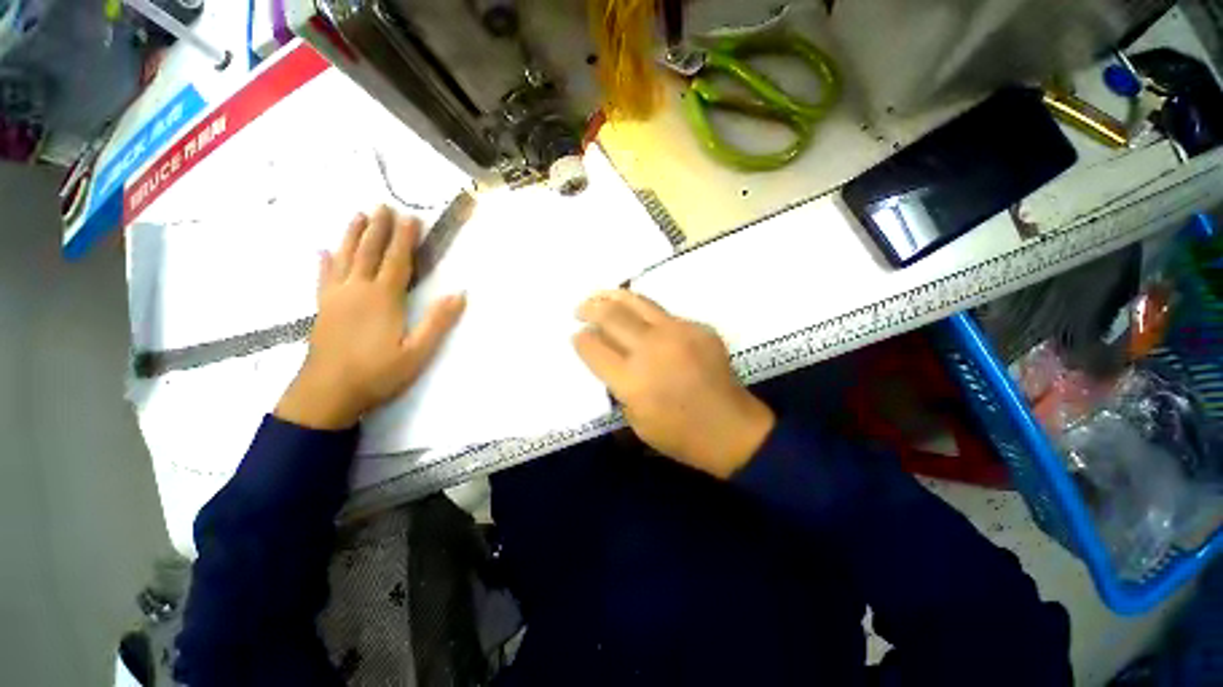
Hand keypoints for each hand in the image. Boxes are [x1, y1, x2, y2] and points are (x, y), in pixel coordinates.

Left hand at [275, 206, 465, 429]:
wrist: (328, 393)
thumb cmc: (378, 373)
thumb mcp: (418, 352)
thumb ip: (438, 322)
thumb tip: (459, 294)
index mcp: (384, 298)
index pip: (397, 261)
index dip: (405, 238)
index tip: (410, 217)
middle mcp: (358, 290)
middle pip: (369, 252)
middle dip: (379, 228)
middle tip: (382, 205)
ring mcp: (336, 297)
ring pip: (345, 258)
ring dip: (352, 235)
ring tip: (358, 216)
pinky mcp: (322, 308)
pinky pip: (324, 278)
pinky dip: (325, 262)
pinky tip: (324, 252)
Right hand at [574, 289, 774, 478]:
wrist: (730, 429)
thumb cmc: (678, 434)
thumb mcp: (634, 418)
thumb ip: (617, 383)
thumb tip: (607, 355)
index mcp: (632, 380)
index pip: (593, 346)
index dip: (580, 339)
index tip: (577, 336)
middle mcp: (652, 349)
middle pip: (610, 315)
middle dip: (589, 309)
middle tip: (580, 310)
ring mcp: (679, 333)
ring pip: (637, 301)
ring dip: (611, 297)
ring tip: (600, 297)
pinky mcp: (699, 327)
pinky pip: (664, 314)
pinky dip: (645, 315)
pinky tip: (640, 321)